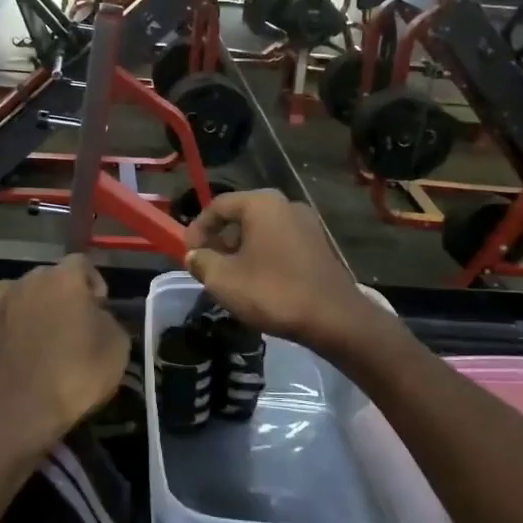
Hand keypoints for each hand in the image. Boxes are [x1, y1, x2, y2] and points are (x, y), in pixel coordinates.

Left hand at [0, 255, 129, 461]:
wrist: (20, 411)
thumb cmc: (77, 373)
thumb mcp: (117, 346)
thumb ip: (107, 319)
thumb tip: (95, 316)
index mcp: (63, 277)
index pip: (82, 264)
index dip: (94, 284)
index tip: (100, 309)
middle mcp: (27, 280)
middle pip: (50, 278)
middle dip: (63, 296)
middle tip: (75, 325)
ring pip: (23, 298)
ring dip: (35, 310)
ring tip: (46, 339)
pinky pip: (5, 322)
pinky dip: (15, 332)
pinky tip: (23, 355)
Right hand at [183, 190, 373, 352]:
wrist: (334, 318)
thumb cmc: (272, 292)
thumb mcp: (223, 279)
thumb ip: (201, 262)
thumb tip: (194, 255)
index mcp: (261, 204)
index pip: (218, 205)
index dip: (197, 228)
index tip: (188, 253)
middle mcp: (286, 205)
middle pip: (241, 215)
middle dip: (220, 239)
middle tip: (207, 264)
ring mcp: (307, 224)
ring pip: (262, 230)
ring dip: (241, 249)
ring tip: (230, 277)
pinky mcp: (319, 245)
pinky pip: (280, 242)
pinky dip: (263, 255)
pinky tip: (258, 282)